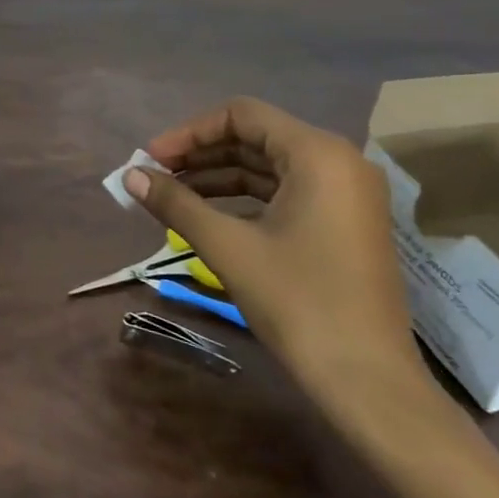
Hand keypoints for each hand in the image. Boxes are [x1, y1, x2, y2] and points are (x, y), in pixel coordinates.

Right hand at [122, 97, 425, 411]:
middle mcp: (339, 162)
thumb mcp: (229, 248)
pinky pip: (288, 192)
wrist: (369, 382)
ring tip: (172, 196)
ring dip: (219, 177)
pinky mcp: (346, 223)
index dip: (190, 132)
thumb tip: (129, 175)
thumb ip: (176, 204)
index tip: (152, 159)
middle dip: (202, 155)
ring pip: (270, 167)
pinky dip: (246, 199)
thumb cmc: (299, 303)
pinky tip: (209, 216)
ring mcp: (347, 194)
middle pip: (256, 137)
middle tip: (155, 176)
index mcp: (318, 154)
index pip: (242, 115)